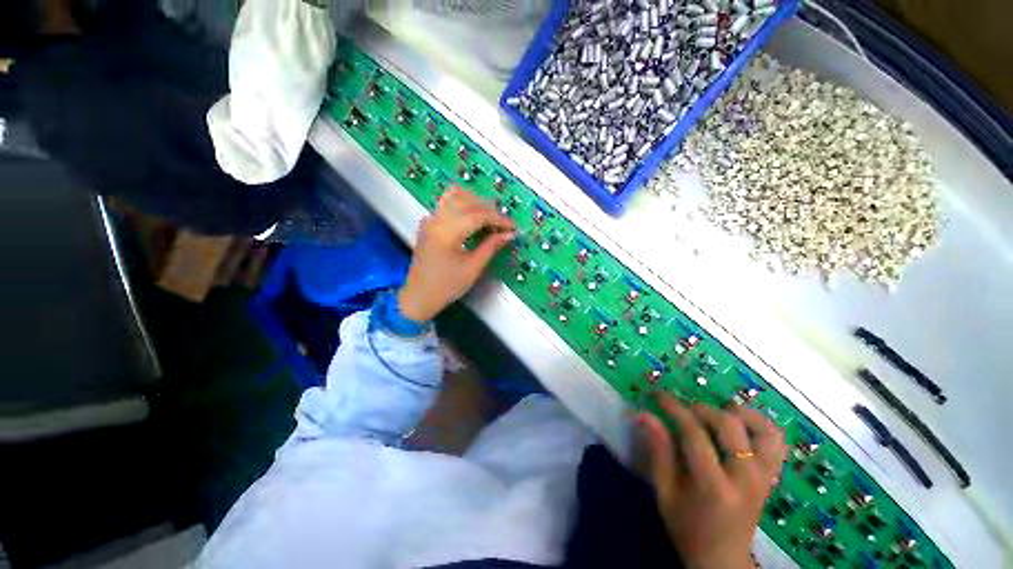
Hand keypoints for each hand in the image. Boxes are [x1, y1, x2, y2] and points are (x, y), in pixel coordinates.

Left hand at [398, 187, 515, 321]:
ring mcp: (430, 220)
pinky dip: (463, 205)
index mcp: (446, 232)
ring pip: (454, 196)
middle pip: (466, 200)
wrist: (419, 296)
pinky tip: (473, 219)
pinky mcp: (429, 224)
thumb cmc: (446, 286)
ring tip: (489, 218)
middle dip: (489, 209)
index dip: (499, 219)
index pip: (478, 215)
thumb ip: (491, 247)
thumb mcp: (472, 268)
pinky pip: (447, 204)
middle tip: (503, 225)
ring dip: (475, 202)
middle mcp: (436, 220)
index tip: (513, 227)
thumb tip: (508, 234)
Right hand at [635, 394, 786, 568]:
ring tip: (719, 409)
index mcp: (713, 486)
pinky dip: (762, 425)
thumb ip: (658, 451)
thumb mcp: (665, 493)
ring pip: (764, 431)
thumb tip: (644, 415)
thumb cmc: (687, 529)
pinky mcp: (771, 479)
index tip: (658, 395)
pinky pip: (777, 444)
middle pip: (729, 426)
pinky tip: (742, 423)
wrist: (723, 560)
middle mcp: (744, 479)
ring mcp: (764, 478)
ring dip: (740, 413)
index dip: (674, 408)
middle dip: (701, 408)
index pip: (694, 434)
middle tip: (683, 408)